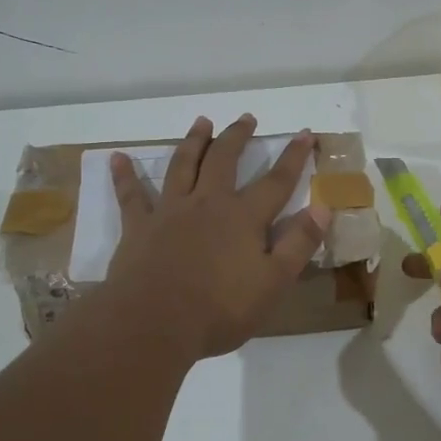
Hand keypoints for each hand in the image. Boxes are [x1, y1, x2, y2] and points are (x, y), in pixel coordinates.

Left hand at [104, 114, 330, 360]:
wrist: (154, 323)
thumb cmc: (220, 309)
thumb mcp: (273, 282)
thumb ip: (299, 243)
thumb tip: (323, 208)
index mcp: (243, 217)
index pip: (276, 181)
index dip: (294, 157)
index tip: (305, 134)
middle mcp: (207, 204)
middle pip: (224, 161)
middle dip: (237, 137)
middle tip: (246, 117)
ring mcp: (170, 212)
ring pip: (182, 166)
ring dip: (193, 142)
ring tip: (201, 122)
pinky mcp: (138, 227)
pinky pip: (131, 195)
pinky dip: (124, 176)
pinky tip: (117, 158)